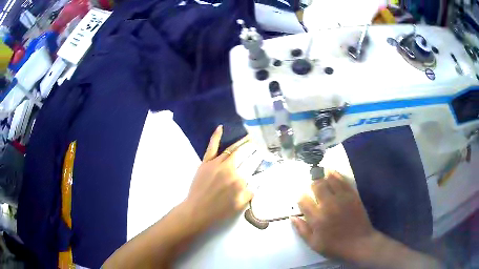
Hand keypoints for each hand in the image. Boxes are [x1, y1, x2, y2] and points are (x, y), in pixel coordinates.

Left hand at [184, 125, 252, 231]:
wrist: (197, 210)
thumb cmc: (219, 211)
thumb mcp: (239, 206)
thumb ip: (249, 193)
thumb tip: (255, 184)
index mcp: (239, 180)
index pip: (251, 169)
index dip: (258, 164)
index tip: (264, 160)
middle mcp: (229, 168)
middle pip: (243, 156)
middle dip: (252, 150)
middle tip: (258, 145)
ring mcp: (216, 163)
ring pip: (230, 151)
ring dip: (240, 145)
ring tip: (248, 138)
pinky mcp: (206, 162)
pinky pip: (212, 147)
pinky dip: (216, 136)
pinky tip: (220, 127)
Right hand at [291, 171, 375, 260]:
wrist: (359, 243)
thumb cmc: (335, 246)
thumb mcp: (314, 244)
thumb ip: (302, 230)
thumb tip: (292, 217)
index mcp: (317, 218)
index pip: (303, 200)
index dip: (301, 198)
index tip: (302, 200)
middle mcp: (328, 205)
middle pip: (316, 186)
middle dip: (311, 185)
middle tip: (312, 187)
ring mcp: (341, 198)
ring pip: (329, 180)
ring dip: (322, 176)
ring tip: (320, 175)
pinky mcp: (352, 195)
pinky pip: (342, 181)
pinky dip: (336, 174)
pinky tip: (331, 172)